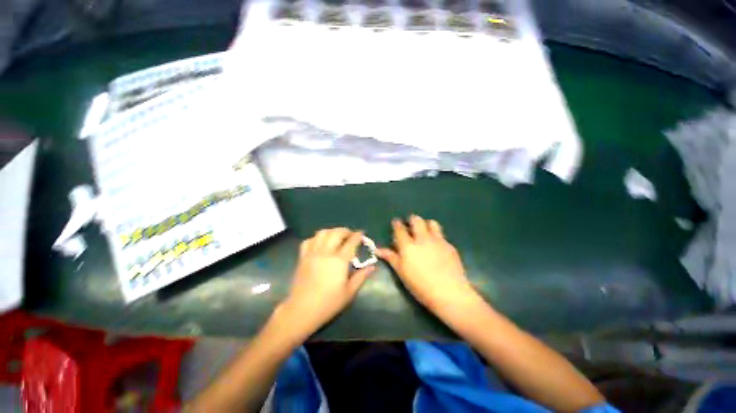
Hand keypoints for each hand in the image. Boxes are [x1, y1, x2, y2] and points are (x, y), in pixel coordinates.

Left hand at [280, 228, 374, 336]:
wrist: (302, 310)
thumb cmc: (328, 303)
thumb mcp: (349, 292)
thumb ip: (361, 277)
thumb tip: (372, 267)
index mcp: (339, 261)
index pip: (351, 242)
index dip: (358, 235)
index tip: (362, 233)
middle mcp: (326, 252)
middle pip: (336, 233)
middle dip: (345, 231)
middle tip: (351, 234)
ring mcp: (312, 253)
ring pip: (322, 233)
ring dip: (332, 231)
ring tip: (337, 236)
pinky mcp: (303, 257)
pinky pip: (309, 240)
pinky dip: (316, 238)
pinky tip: (321, 243)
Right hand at [377, 216, 482, 317]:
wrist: (449, 292)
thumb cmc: (420, 285)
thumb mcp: (402, 272)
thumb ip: (391, 258)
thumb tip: (377, 250)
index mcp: (408, 245)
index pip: (400, 229)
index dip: (397, 224)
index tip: (396, 222)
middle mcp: (422, 238)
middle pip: (416, 220)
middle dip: (412, 220)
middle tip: (410, 226)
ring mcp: (437, 240)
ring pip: (431, 223)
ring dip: (426, 224)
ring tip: (424, 232)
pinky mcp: (449, 245)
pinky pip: (441, 234)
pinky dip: (436, 236)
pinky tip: (436, 246)